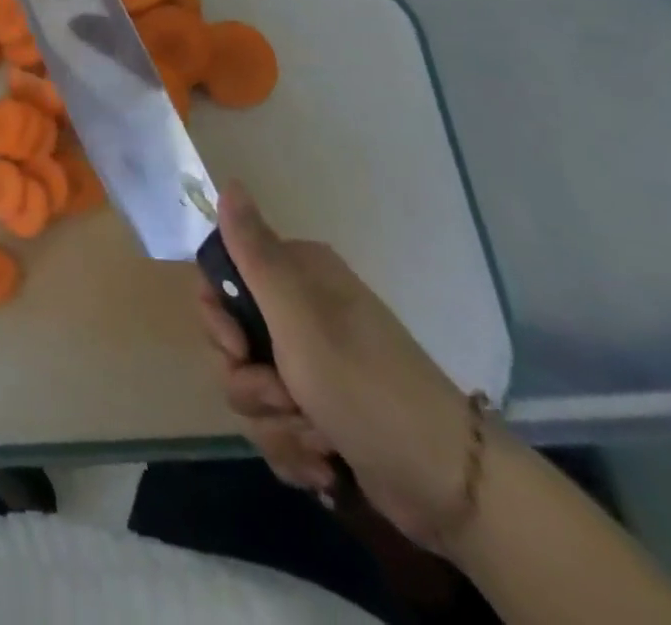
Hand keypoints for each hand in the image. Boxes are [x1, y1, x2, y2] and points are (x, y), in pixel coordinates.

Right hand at [197, 182, 473, 545]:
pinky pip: (273, 427)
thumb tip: (229, 183)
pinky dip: (294, 450)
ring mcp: (310, 364)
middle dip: (250, 382)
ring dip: (276, 423)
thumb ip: (255, 253)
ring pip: (248, 390)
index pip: (221, 277)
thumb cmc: (367, 388)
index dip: (217, 316)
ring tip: (318, 437)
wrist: (452, 487)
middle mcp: (301, 312)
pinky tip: (326, 464)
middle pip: (229, 341)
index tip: (236, 345)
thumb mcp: (299, 317)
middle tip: (285, 395)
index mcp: (297, 276)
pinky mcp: (319, 413)